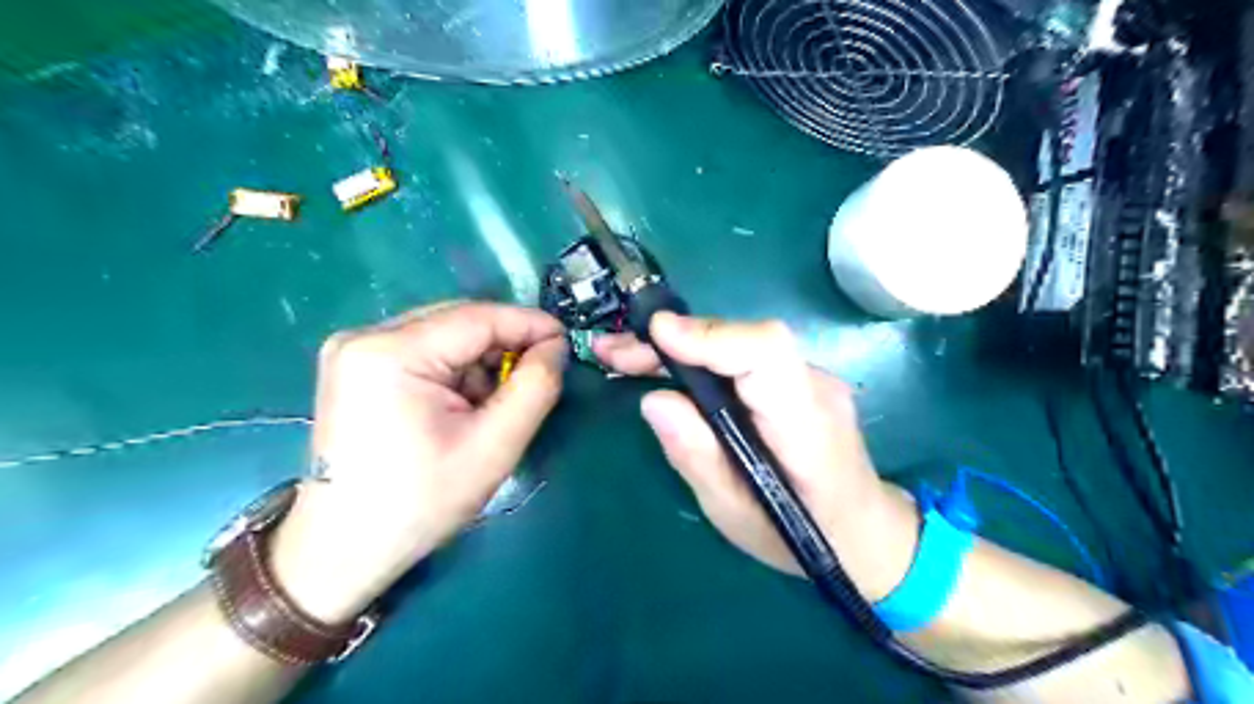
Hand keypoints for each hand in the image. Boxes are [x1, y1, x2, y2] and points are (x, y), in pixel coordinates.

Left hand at [275, 300, 571, 621]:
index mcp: (391, 352)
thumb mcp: (494, 446)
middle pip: (459, 321)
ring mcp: (355, 349)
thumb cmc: (420, 502)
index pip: (478, 317)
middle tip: (538, 376)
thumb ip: (535, 386)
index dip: (529, 324)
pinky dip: (455, 371)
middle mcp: (365, 336)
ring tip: (493, 404)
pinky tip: (463, 405)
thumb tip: (555, 345)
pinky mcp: (356, 366)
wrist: (343, 549)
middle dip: (505, 345)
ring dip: (480, 361)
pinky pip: (425, 350)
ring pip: (444, 334)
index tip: (567, 341)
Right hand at [594, 316, 917, 596]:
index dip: (711, 336)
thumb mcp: (735, 513)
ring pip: (740, 343)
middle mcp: (814, 387)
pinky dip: (699, 356)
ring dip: (679, 345)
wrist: (863, 531)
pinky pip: (743, 356)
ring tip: (623, 358)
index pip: (767, 354)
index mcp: (806, 425)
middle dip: (674, 340)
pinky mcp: (796, 380)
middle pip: (744, 340)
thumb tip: (654, 399)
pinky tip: (663, 367)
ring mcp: (811, 378)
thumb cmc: (801, 536)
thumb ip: (697, 456)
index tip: (656, 334)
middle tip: (613, 352)